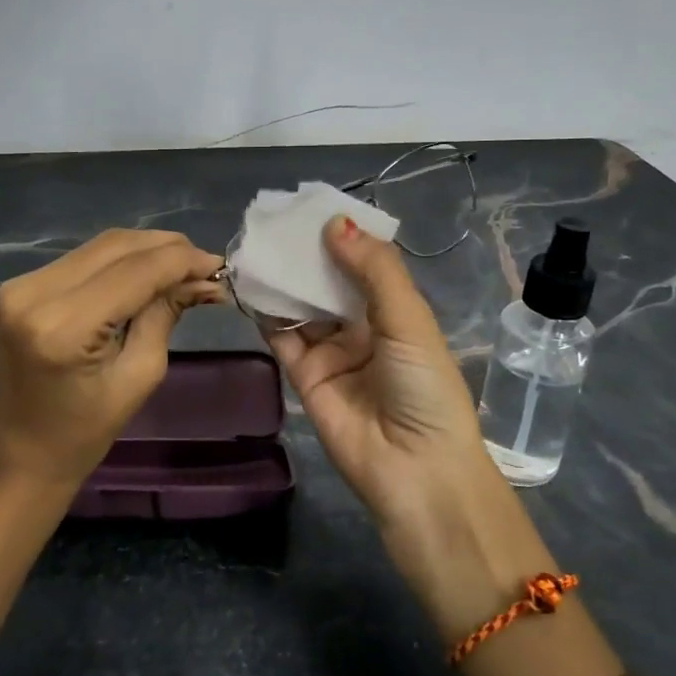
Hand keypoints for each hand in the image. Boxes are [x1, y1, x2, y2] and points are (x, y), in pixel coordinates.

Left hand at [0, 229, 222, 492]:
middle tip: (206, 266)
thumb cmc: (84, 433)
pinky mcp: (20, 285)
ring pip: (100, 246)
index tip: (220, 266)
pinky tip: (147, 272)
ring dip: (146, 250)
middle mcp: (35, 293)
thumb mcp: (140, 376)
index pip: (135, 272)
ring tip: (183, 267)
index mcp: (63, 327)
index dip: (182, 261)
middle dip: (168, 249)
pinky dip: (120, 260)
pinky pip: (82, 258)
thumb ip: (165, 315)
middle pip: (117, 247)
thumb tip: (203, 278)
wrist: (19, 455)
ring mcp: (22, 285)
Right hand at [267, 217, 552, 636]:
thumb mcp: (409, 320)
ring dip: (283, 278)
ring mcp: (330, 352)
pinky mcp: (303, 375)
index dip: (341, 237)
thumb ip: (373, 270)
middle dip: (306, 254)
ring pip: (301, 305)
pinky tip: (251, 281)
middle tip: (274, 218)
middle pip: (327, 282)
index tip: (311, 205)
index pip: (363, 264)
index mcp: (395, 313)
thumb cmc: (424, 388)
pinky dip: (266, 310)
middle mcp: (361, 328)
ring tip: (256, 242)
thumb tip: (335, 223)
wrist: (414, 470)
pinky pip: (281, 335)